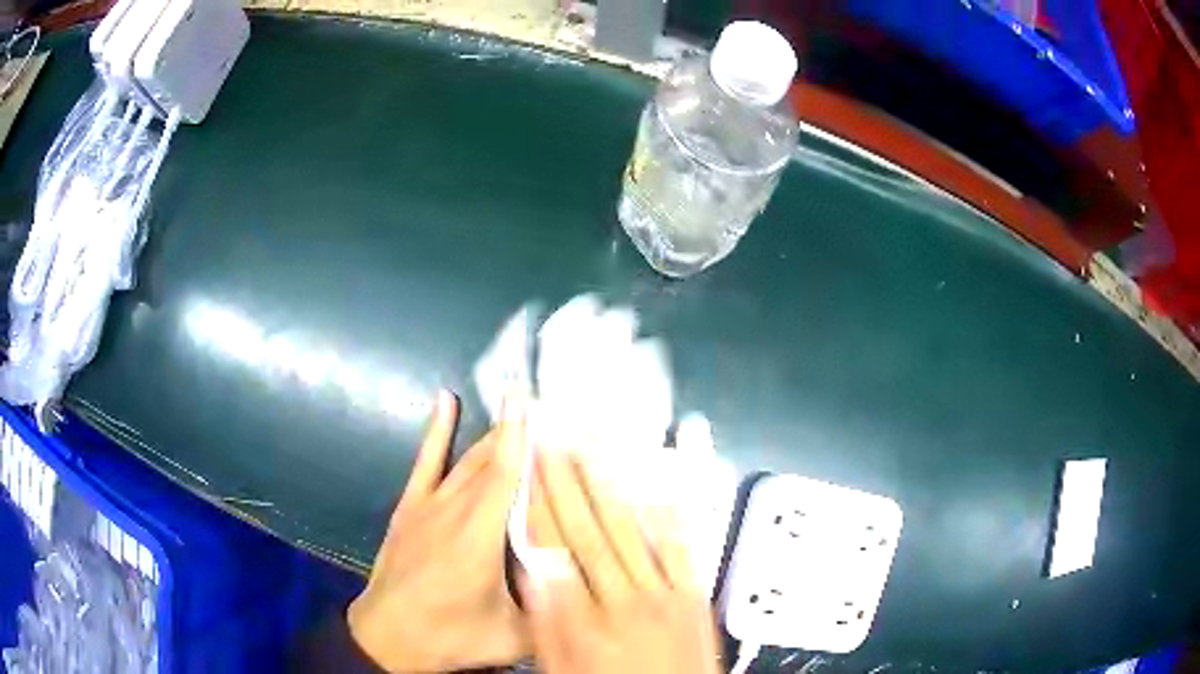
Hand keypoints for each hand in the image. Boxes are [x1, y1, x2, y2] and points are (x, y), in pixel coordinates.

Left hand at [348, 390, 529, 672]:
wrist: (388, 637)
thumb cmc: (451, 636)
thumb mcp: (513, 636)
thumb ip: (550, 609)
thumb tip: (586, 582)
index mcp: (480, 537)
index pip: (508, 475)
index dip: (526, 436)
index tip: (547, 400)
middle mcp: (455, 510)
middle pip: (493, 461)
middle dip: (523, 432)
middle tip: (556, 407)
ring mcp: (428, 504)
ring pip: (468, 459)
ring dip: (495, 433)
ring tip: (522, 406)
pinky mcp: (409, 506)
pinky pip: (426, 460)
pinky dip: (438, 430)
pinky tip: (447, 399)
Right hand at [517, 451, 722, 673]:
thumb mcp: (564, 667)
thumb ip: (547, 623)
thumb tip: (534, 571)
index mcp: (583, 621)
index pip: (552, 551)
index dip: (537, 505)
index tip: (526, 468)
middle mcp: (621, 599)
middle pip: (586, 531)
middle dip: (566, 481)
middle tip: (553, 439)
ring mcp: (663, 593)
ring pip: (629, 529)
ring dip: (608, 484)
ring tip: (591, 443)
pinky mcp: (695, 594)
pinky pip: (679, 547)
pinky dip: (666, 512)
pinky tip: (654, 482)